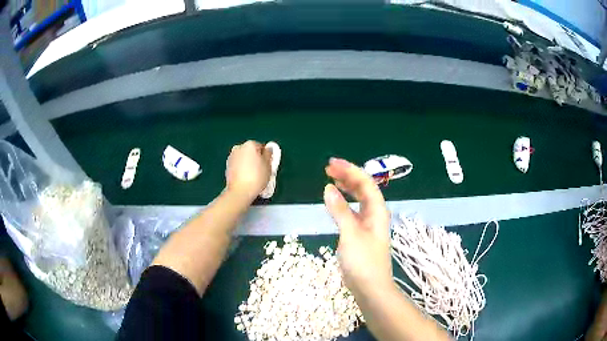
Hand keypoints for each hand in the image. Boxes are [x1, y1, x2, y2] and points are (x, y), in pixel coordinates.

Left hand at [226, 141, 271, 200]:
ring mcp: (231, 157)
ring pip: (243, 158)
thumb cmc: (256, 177)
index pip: (261, 147)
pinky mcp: (227, 166)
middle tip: (261, 171)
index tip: (267, 165)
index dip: (265, 156)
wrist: (239, 191)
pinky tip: (245, 178)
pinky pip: (238, 165)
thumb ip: (269, 154)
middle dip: (256, 159)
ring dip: (248, 164)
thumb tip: (268, 149)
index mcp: (250, 144)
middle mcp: (238, 147)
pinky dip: (242, 169)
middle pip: (251, 152)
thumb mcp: (268, 165)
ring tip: (253, 176)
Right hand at [323, 158, 392, 293]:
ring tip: (331, 178)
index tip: (332, 163)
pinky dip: (344, 202)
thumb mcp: (350, 233)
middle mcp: (375, 214)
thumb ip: (340, 210)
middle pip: (363, 188)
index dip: (350, 170)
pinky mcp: (360, 234)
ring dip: (346, 187)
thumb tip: (328, 188)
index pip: (365, 182)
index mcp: (377, 210)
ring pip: (358, 199)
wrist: (370, 288)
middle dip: (347, 175)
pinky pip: (353, 210)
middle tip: (329, 168)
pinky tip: (335, 201)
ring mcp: (368, 224)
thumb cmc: (363, 261)